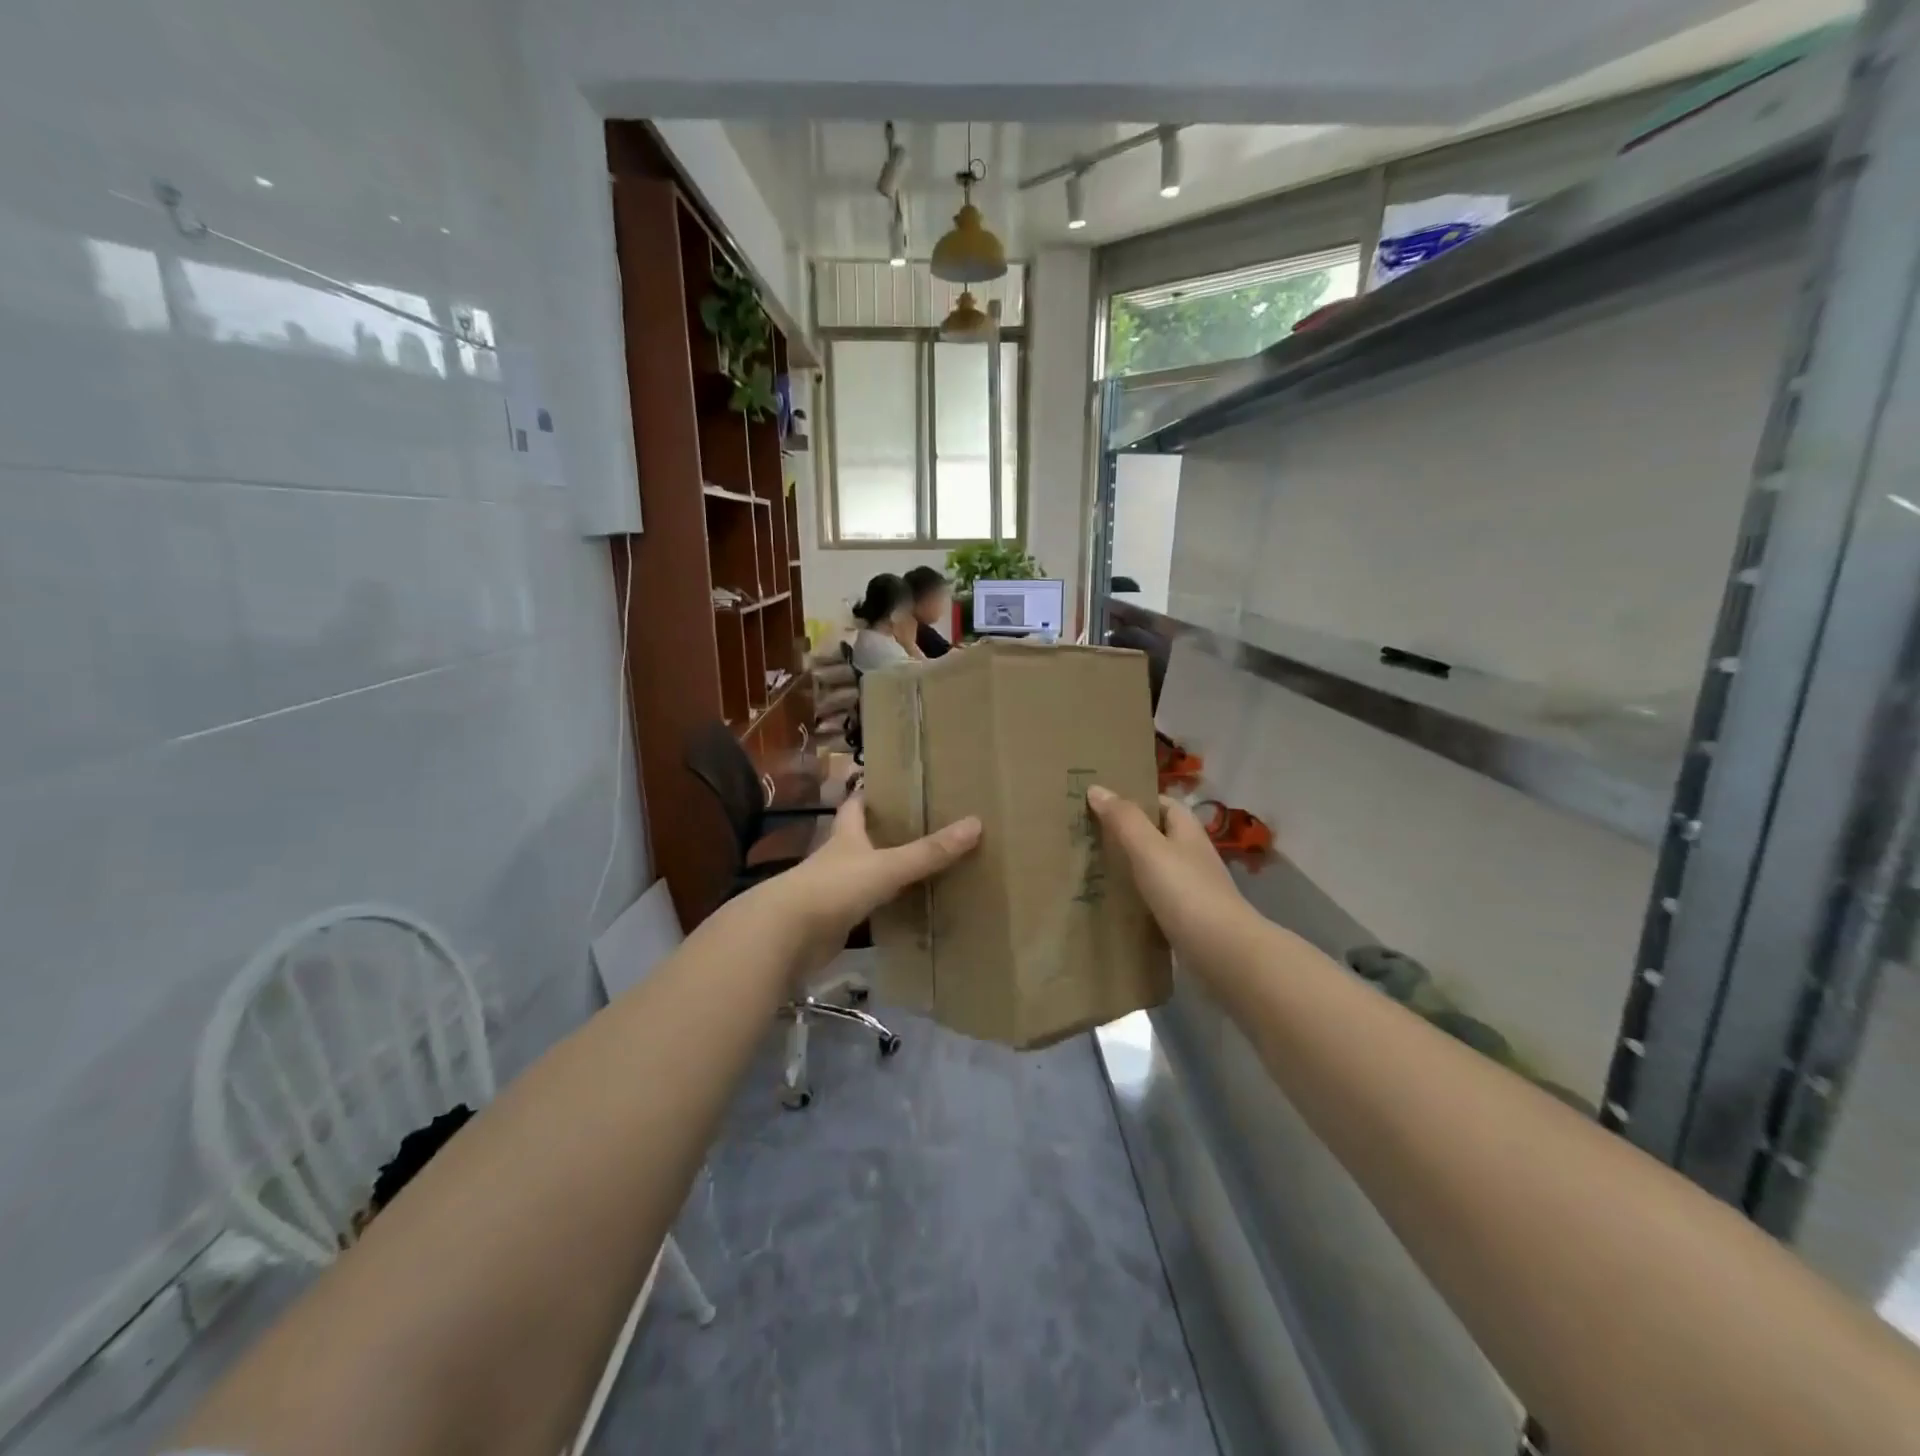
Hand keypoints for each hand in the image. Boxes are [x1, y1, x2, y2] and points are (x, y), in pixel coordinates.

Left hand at [769, 794, 980, 970]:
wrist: (786, 935)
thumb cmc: (835, 887)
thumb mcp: (887, 866)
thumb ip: (929, 852)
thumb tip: (975, 823)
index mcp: (846, 836)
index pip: (855, 806)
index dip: (869, 795)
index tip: (890, 787)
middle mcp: (836, 859)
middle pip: (859, 841)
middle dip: (882, 835)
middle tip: (918, 829)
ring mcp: (832, 892)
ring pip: (862, 877)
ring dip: (883, 874)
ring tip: (918, 870)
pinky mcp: (832, 924)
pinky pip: (863, 912)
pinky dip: (881, 911)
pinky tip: (902, 912)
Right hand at [1086, 788, 1254, 960]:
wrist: (1223, 953)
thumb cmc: (1185, 892)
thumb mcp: (1149, 849)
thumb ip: (1123, 819)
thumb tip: (1096, 788)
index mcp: (1186, 830)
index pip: (1161, 803)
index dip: (1133, 800)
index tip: (1099, 804)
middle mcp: (1191, 854)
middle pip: (1155, 835)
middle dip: (1125, 834)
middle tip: (1086, 837)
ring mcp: (1191, 888)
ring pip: (1154, 868)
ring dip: (1129, 867)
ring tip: (1091, 868)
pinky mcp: (1186, 918)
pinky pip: (1155, 899)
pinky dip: (1135, 898)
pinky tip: (1112, 904)